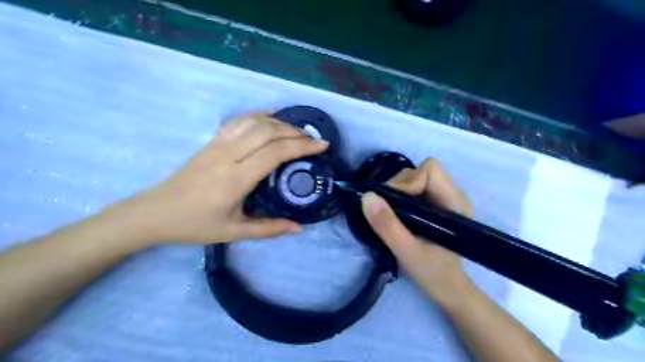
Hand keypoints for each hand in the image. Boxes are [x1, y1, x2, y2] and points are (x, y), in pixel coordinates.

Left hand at [112, 112, 328, 246]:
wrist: (154, 213)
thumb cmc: (195, 225)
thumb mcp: (234, 232)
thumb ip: (268, 229)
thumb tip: (298, 228)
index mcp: (236, 178)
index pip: (275, 153)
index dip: (302, 146)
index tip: (322, 145)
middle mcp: (228, 155)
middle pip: (268, 131)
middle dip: (295, 132)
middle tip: (313, 139)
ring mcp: (218, 145)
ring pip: (254, 122)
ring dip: (279, 122)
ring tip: (297, 129)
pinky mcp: (211, 142)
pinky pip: (238, 121)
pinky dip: (258, 115)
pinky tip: (270, 118)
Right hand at [361, 158, 475, 310]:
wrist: (448, 288)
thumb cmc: (433, 274)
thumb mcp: (407, 252)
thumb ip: (387, 225)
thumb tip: (366, 196)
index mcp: (454, 202)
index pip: (430, 170)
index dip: (408, 182)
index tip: (393, 204)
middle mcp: (452, 194)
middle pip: (420, 171)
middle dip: (398, 186)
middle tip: (387, 211)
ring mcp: (443, 198)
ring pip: (414, 178)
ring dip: (396, 192)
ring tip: (391, 215)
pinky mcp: (434, 204)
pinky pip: (413, 188)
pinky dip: (399, 197)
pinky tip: (397, 214)